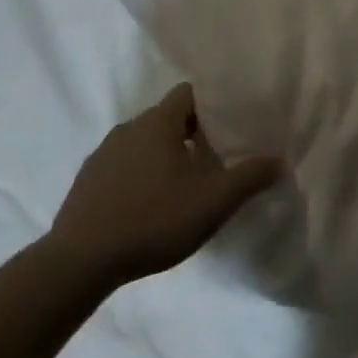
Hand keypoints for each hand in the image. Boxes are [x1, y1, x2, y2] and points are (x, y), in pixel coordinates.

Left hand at [43, 83, 281, 289]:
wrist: (77, 265)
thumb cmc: (153, 220)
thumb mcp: (214, 201)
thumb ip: (251, 177)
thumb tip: (280, 161)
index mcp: (158, 122)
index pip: (189, 93)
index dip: (212, 104)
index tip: (231, 124)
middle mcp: (128, 128)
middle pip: (167, 118)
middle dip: (191, 133)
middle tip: (214, 158)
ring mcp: (101, 156)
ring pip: (143, 144)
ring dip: (163, 156)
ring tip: (182, 185)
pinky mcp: (84, 184)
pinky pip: (121, 168)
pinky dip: (138, 177)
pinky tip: (148, 207)